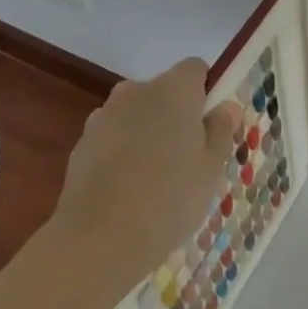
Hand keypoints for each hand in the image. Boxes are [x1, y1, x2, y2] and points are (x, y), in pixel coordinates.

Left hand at [51, 58, 239, 289]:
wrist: (99, 239)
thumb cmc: (169, 198)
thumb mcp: (211, 168)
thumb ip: (220, 130)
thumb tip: (226, 106)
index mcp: (174, 90)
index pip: (195, 69)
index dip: (205, 91)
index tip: (210, 125)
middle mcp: (136, 92)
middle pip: (163, 91)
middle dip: (175, 114)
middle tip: (188, 156)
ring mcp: (103, 116)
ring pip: (136, 115)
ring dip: (147, 133)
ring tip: (155, 178)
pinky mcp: (81, 143)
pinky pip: (112, 138)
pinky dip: (122, 153)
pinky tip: (127, 189)